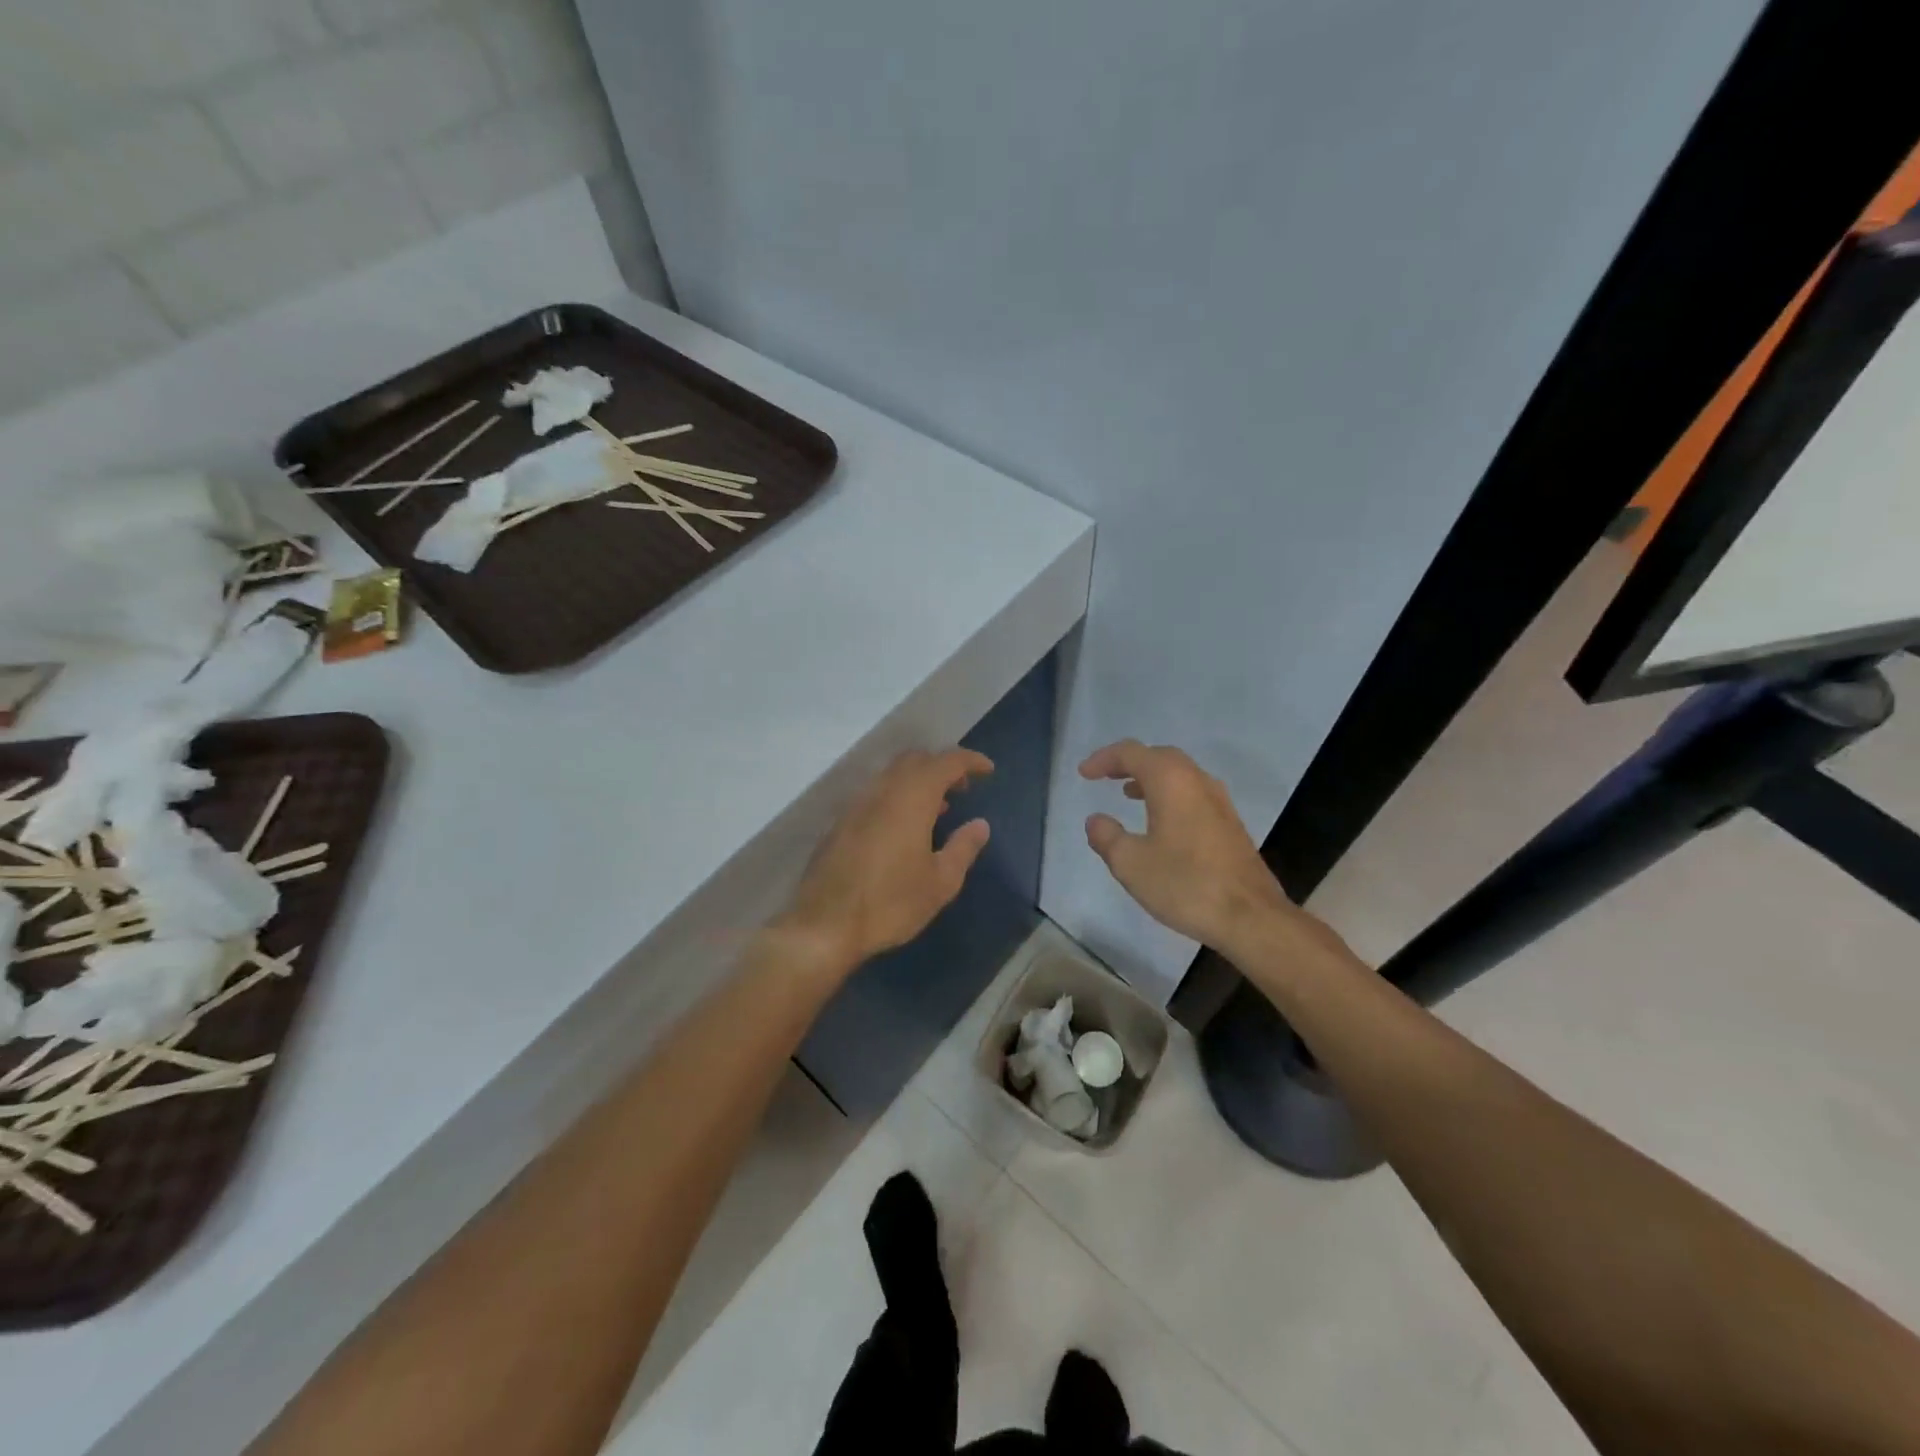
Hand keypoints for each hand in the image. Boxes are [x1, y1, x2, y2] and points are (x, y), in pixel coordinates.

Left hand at [778, 748, 993, 971]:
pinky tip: (904, 827)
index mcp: (912, 798)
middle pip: (915, 760)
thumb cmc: (890, 903)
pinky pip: (875, 793)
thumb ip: (963, 847)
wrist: (824, 924)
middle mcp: (882, 791)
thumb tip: (980, 824)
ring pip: (892, 775)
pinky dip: (897, 795)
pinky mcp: (841, 822)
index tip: (987, 769)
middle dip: (942, 766)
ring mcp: (856, 804)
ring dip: (918, 781)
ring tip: (937, 809)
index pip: (946, 762)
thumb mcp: (940, 882)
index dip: (969, 760)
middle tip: (962, 788)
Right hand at [1080, 740, 1297, 956]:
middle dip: (1129, 763)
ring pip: (1179, 774)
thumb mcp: (1131, 864)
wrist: (1251, 917)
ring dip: (1151, 778)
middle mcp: (1197, 781)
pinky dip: (1169, 794)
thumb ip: (1107, 837)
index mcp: (1171, 781)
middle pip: (1159, 756)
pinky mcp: (1230, 823)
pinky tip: (1161, 821)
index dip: (1104, 759)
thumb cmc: (1185, 884)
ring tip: (1128, 793)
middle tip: (1105, 776)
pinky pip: (1192, 793)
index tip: (1084, 773)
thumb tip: (1096, 820)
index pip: (1131, 753)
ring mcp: (1219, 801)